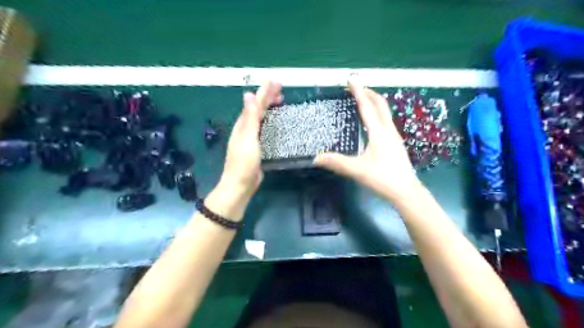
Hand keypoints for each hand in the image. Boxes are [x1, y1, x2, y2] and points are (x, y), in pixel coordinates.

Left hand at [219, 81, 282, 199]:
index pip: (255, 104)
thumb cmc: (244, 162)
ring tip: (280, 102)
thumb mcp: (248, 138)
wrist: (241, 185)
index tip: (275, 82)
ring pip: (262, 119)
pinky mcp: (258, 147)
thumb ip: (250, 118)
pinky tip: (277, 123)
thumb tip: (248, 94)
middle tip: (280, 90)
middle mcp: (246, 129)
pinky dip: (271, 122)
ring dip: (270, 108)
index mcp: (243, 125)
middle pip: (258, 109)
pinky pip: (265, 129)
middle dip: (268, 98)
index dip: (264, 92)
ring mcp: (252, 138)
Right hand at [315, 82, 424, 204]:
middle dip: (369, 93)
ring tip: (363, 100)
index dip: (358, 92)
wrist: (407, 192)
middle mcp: (388, 130)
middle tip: (357, 87)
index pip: (367, 107)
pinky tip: (371, 122)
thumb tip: (315, 157)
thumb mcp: (357, 170)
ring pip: (385, 113)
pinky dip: (378, 114)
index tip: (352, 79)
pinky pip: (386, 121)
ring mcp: (395, 136)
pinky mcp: (396, 143)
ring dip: (374, 102)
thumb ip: (336, 162)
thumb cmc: (383, 178)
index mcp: (379, 132)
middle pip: (380, 105)